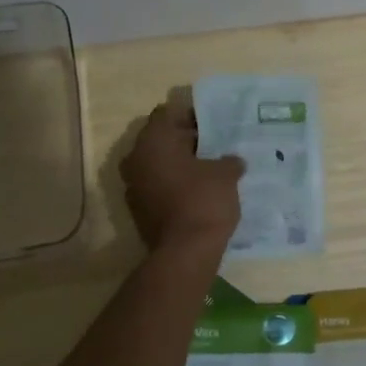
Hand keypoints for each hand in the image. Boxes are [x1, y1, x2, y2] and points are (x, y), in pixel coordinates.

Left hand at [120, 95, 244, 252]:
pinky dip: (174, 184)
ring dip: (179, 164)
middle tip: (214, 145)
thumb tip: (232, 161)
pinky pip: (157, 185)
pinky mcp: (138, 208)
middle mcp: (136, 158)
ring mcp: (133, 185)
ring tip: (209, 168)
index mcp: (153, 141)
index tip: (213, 124)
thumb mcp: (226, 174)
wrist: (185, 252)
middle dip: (186, 140)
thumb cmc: (204, 200)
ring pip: (158, 163)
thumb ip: (228, 161)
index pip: (167, 113)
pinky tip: (198, 190)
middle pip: (161, 139)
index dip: (191, 115)